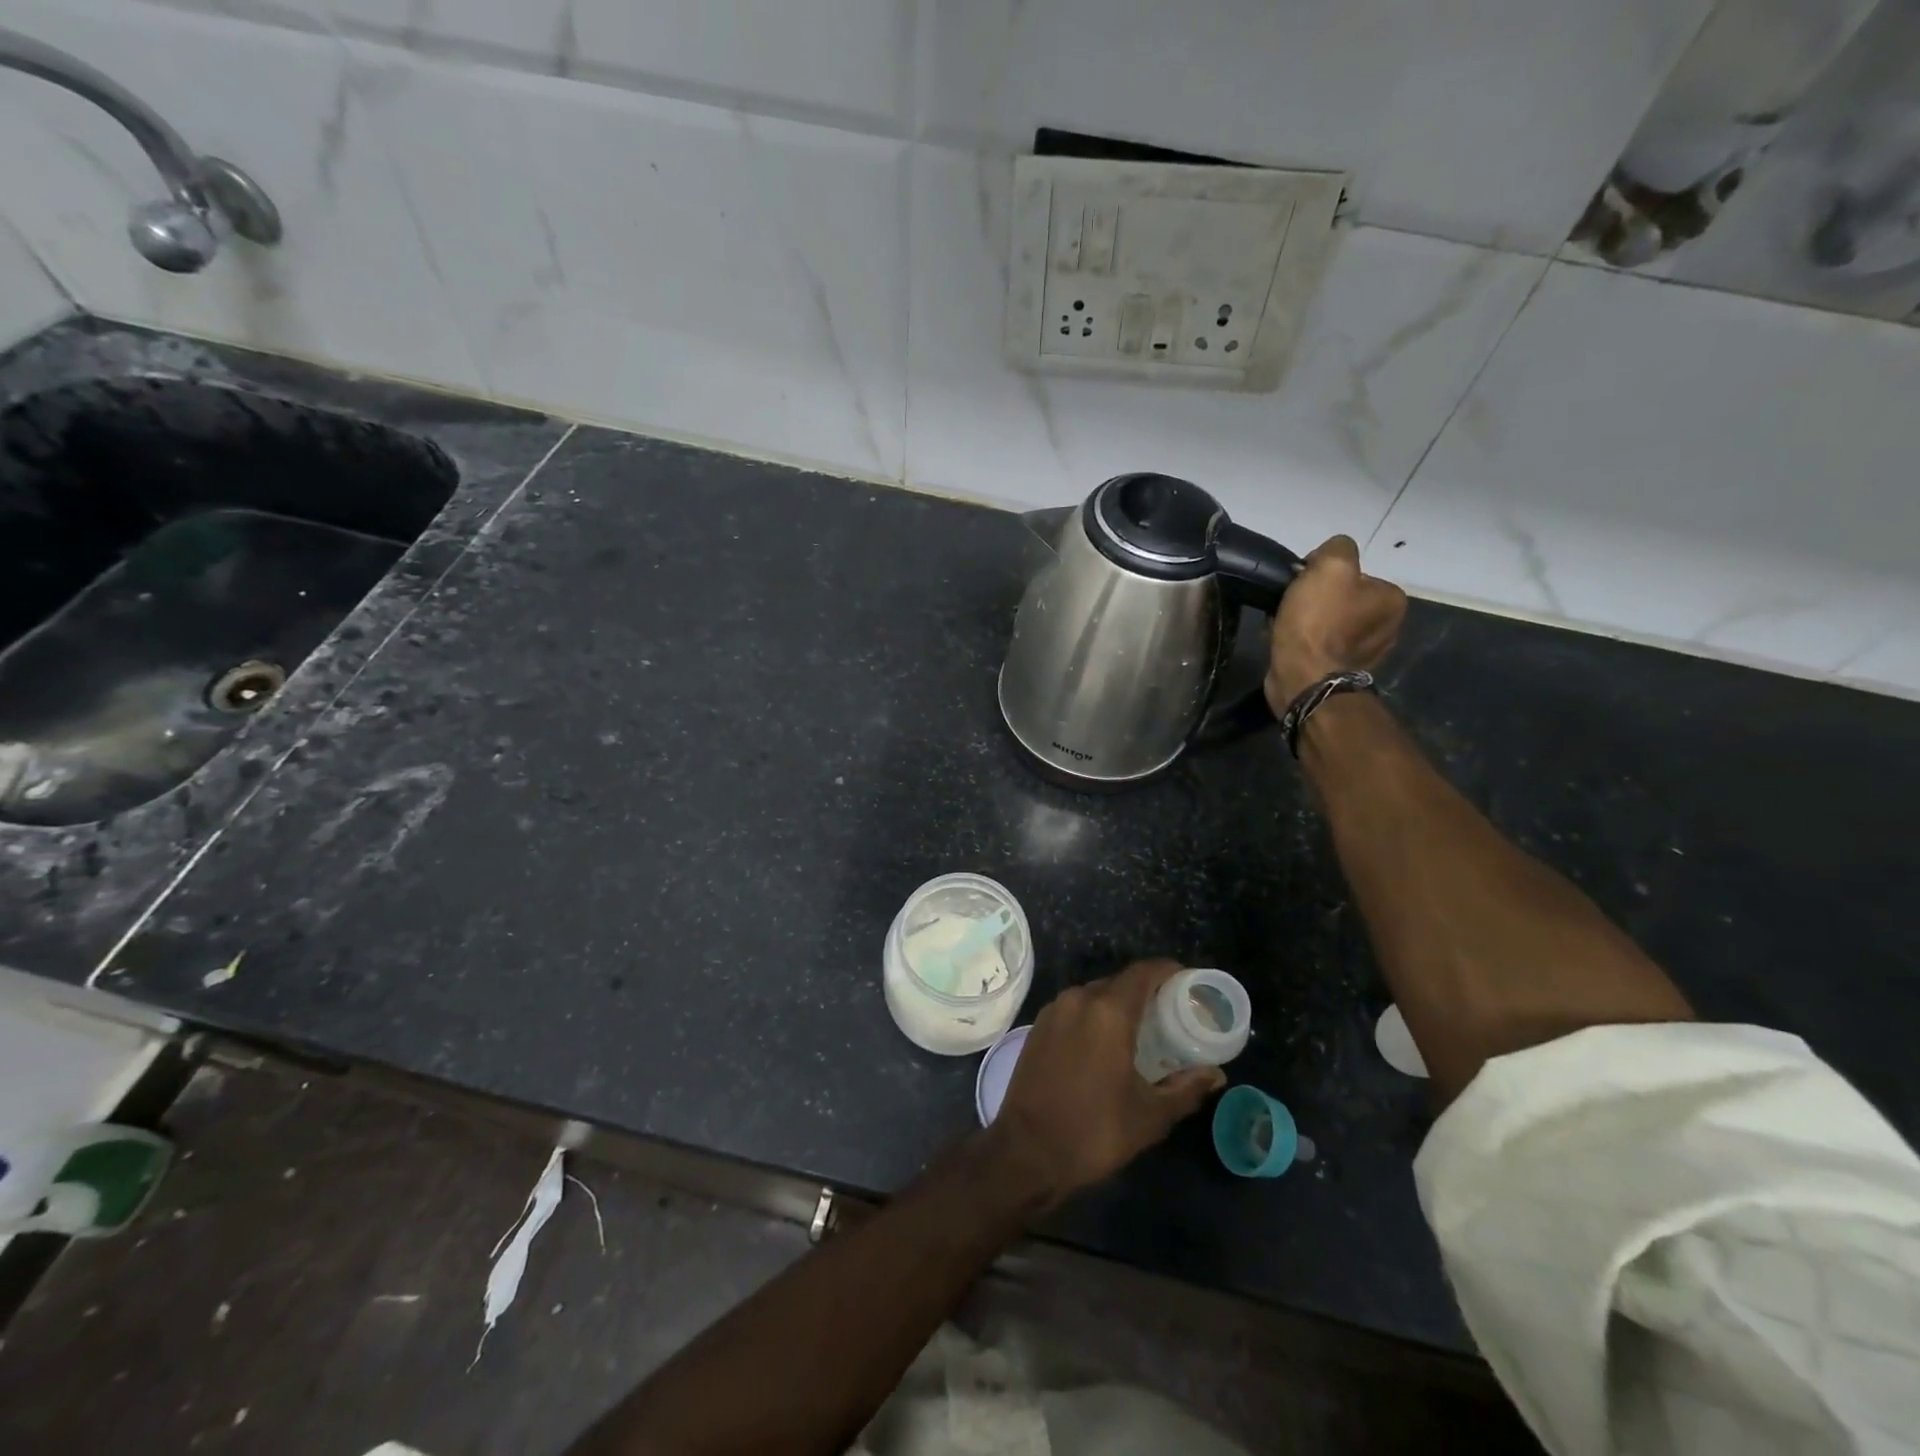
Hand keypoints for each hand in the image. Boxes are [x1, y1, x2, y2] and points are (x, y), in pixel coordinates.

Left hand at [986, 960, 1224, 1211]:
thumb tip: (1216, 1074)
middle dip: (1146, 991)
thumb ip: (1186, 1088)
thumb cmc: (1094, 1131)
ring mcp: (1054, 1010)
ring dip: (1118, 1005)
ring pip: (1094, 994)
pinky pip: (1075, 1008)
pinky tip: (1106, 1043)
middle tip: (1170, 1013)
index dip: (1168, 971)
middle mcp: (1078, 999)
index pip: (1143, 972)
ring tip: (1141, 1030)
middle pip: (1119, 981)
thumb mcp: (1150, 1115)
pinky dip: (1094, 1016)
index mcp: (1108, 1011)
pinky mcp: (1038, 1026)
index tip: (1188, 982)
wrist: (1027, 1150)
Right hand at [1265, 535, 1407, 710]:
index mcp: (1391, 599)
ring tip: (1282, 624)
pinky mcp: (1338, 671)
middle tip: (1290, 603)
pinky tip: (1284, 641)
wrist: (1303, 677)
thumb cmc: (1318, 621)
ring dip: (1304, 620)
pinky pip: (1317, 645)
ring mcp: (1364, 653)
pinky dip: (1301, 641)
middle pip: (1341, 598)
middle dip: (1314, 599)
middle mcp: (1387, 626)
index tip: (1302, 582)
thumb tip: (1327, 558)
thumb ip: (1337, 547)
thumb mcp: (1330, 566)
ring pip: (1327, 622)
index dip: (1323, 573)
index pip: (1355, 573)